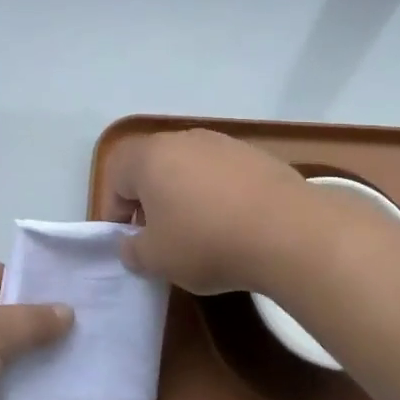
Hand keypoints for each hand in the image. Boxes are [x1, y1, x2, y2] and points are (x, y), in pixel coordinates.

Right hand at [105, 129, 309, 294]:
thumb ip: (133, 251)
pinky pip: (222, 173)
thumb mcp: (157, 260)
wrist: (286, 229)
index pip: (115, 175)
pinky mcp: (255, 154)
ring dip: (185, 195)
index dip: (114, 210)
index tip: (126, 242)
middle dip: (149, 200)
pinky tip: (233, 224)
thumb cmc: (206, 241)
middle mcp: (184, 139)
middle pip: (153, 166)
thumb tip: (131, 244)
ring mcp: (223, 142)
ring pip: (189, 167)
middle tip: (158, 237)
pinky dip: (218, 194)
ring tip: (198, 232)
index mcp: (150, 156)